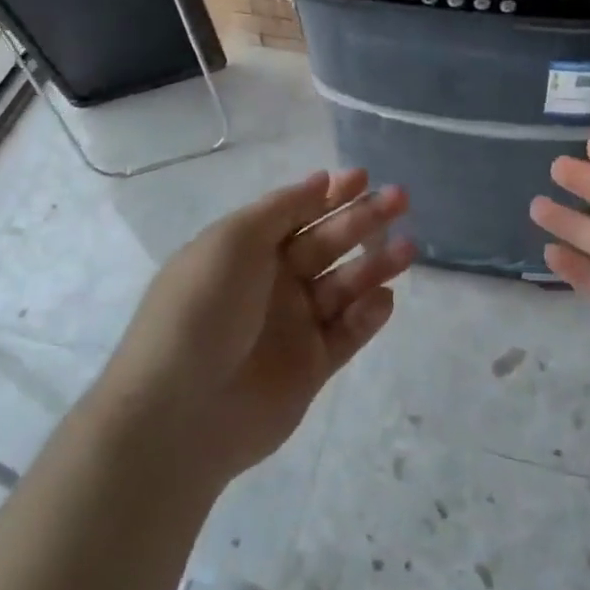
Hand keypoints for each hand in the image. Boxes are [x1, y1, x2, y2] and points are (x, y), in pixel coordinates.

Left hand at [112, 169, 414, 483]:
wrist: (181, 412)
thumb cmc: (203, 309)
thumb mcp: (233, 241)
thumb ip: (282, 208)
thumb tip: (321, 180)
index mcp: (246, 250)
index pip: (296, 212)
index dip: (330, 194)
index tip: (364, 177)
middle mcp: (272, 283)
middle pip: (326, 243)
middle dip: (363, 219)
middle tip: (401, 199)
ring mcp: (293, 326)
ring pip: (344, 286)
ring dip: (375, 265)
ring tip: (407, 249)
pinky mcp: (312, 367)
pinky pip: (347, 333)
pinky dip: (368, 315)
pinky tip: (384, 300)